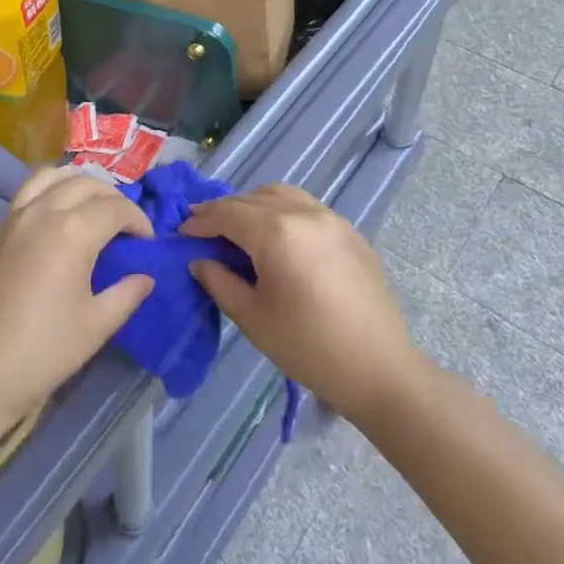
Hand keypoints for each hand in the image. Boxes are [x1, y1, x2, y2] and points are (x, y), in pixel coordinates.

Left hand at [0, 169, 155, 433]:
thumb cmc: (40, 353)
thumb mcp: (95, 327)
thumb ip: (126, 294)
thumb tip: (145, 277)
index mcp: (72, 231)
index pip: (116, 208)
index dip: (139, 220)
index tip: (147, 242)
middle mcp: (41, 212)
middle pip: (85, 183)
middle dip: (112, 198)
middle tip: (124, 225)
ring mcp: (11, 218)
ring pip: (50, 177)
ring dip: (77, 183)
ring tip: (89, 207)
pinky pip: (25, 195)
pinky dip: (48, 194)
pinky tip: (52, 223)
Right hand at [184, 184, 418, 421]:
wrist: (380, 369)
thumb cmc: (309, 348)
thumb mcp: (253, 319)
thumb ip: (220, 282)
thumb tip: (200, 261)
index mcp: (276, 233)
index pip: (227, 214)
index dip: (201, 221)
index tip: (183, 233)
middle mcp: (303, 213)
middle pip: (251, 199)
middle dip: (224, 211)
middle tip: (204, 229)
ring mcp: (331, 218)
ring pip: (281, 194)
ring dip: (253, 204)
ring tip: (239, 228)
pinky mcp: (349, 231)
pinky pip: (306, 206)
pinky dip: (282, 210)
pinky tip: (278, 237)